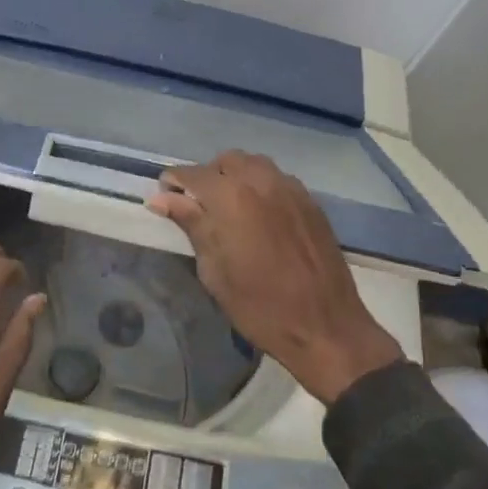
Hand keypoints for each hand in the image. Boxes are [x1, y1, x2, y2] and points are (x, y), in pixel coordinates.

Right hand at [147, 151, 403, 403]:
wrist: (326, 327)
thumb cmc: (260, 307)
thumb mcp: (214, 271)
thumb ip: (191, 224)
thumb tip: (161, 198)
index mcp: (232, 197)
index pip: (192, 173)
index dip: (173, 182)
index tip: (165, 198)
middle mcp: (261, 181)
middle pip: (225, 161)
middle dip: (206, 177)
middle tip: (198, 206)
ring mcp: (290, 188)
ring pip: (254, 164)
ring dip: (235, 177)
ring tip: (229, 208)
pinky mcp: (310, 201)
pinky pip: (277, 178)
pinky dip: (260, 186)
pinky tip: (259, 215)